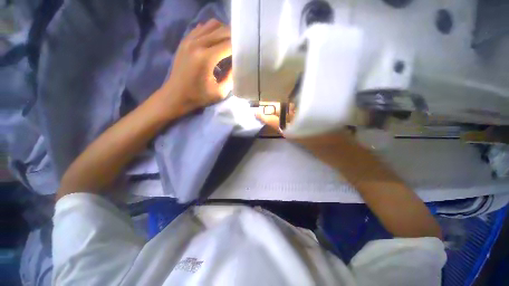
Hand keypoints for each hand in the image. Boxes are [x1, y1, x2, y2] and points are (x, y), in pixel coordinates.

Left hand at [157, 19, 232, 117]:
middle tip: (240, 46)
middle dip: (233, 37)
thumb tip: (237, 65)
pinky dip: (211, 31)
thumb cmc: (198, 97)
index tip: (247, 51)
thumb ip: (231, 78)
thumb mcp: (220, 92)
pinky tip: (215, 42)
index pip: (228, 44)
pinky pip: (201, 28)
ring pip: (211, 25)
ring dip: (223, 32)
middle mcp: (197, 43)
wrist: (175, 95)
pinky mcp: (185, 41)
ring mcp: (189, 40)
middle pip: (221, 30)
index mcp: (206, 58)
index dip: (239, 46)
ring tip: (228, 44)